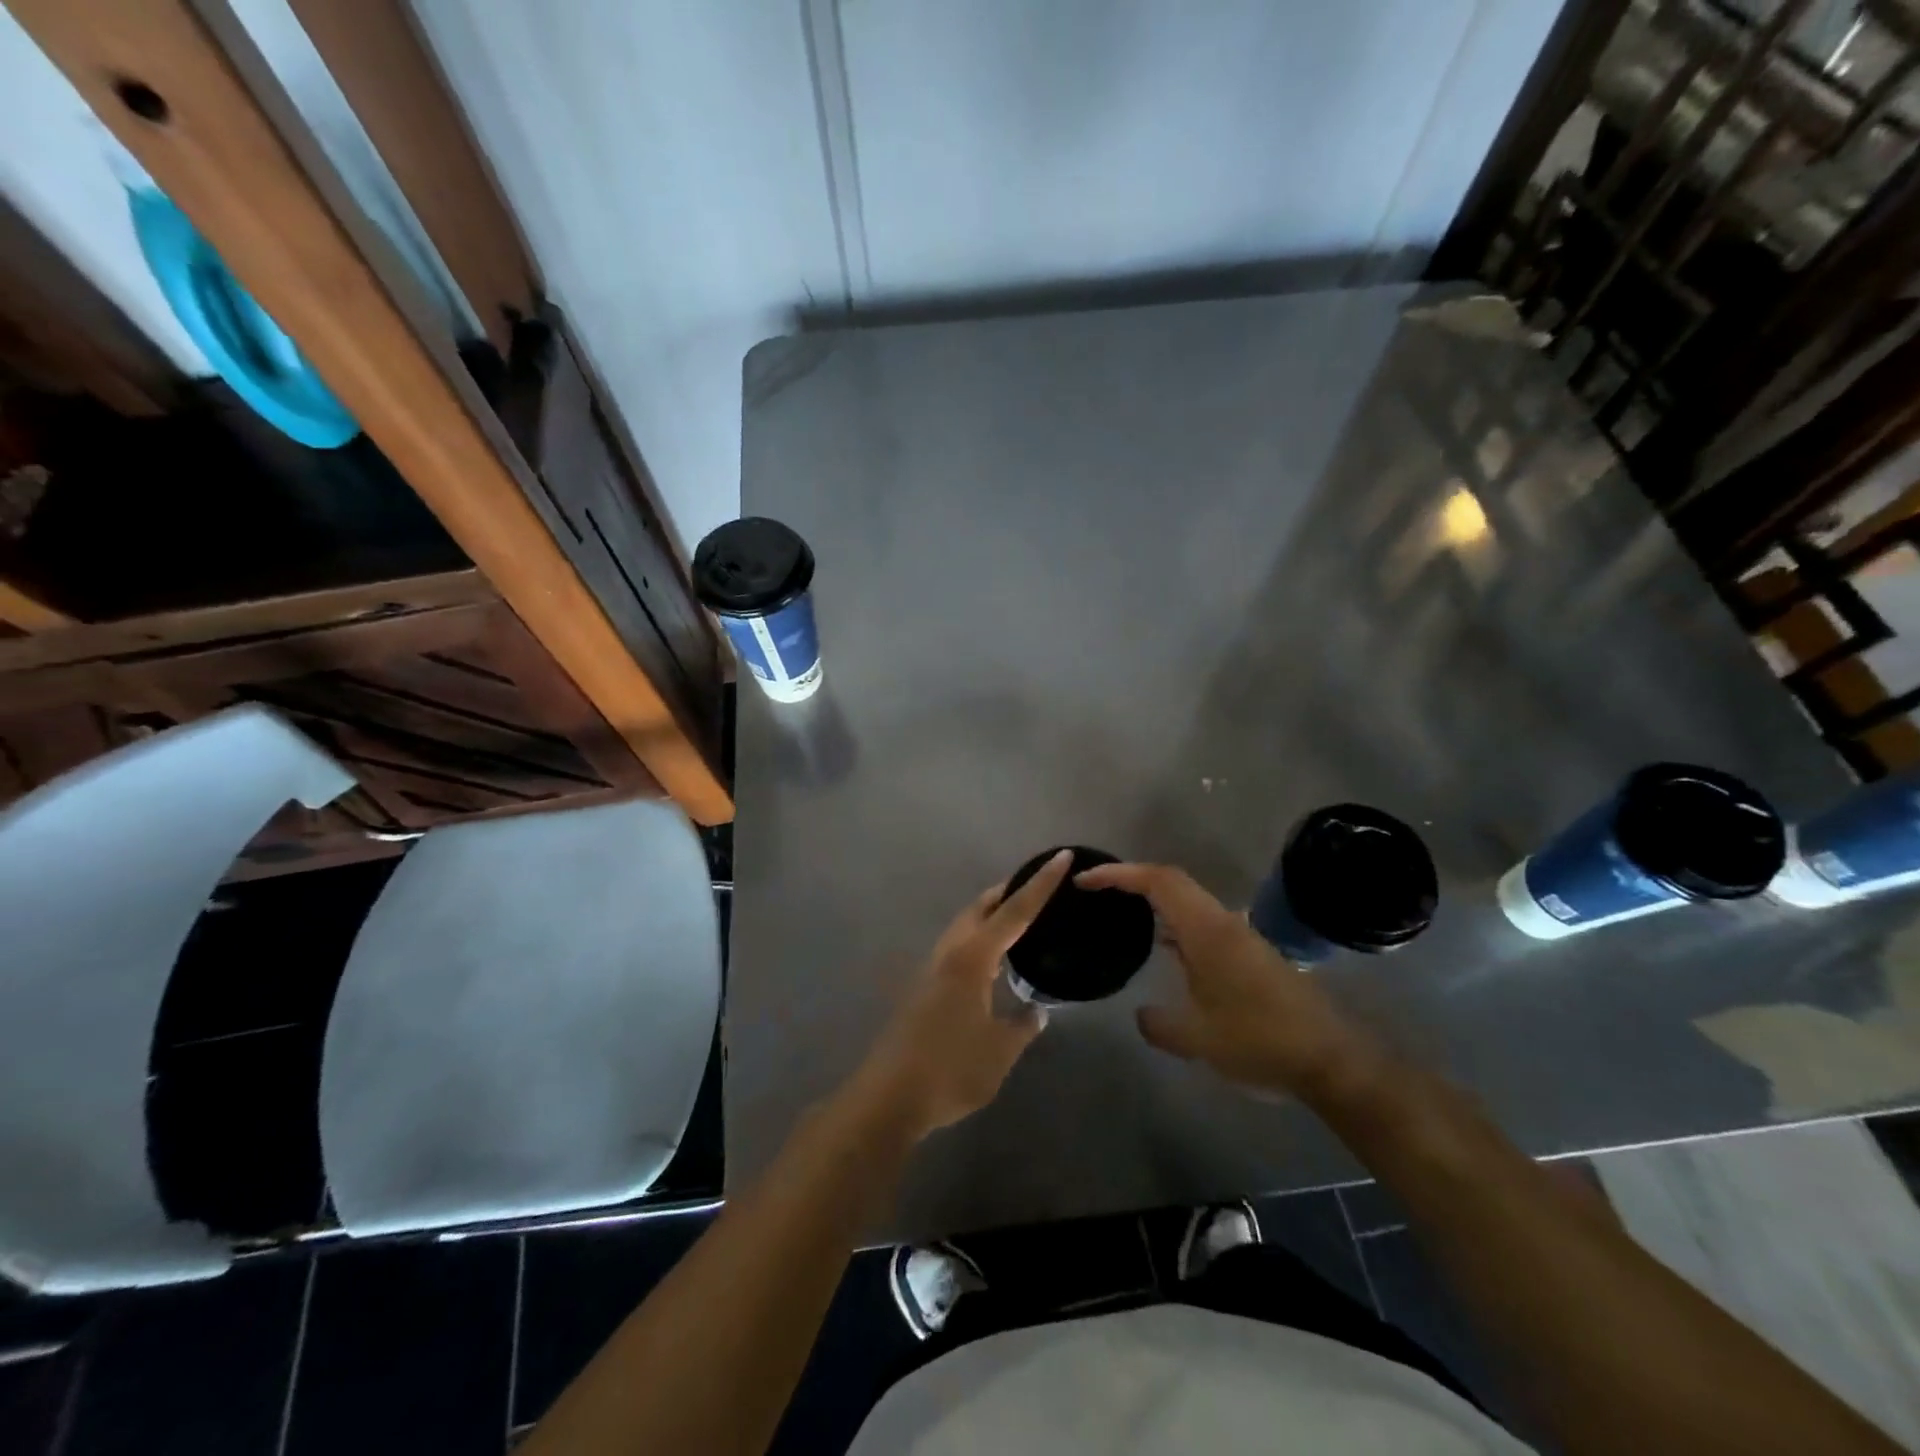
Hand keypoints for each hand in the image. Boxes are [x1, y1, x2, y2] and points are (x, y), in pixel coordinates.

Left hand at [846, 850, 1069, 1140]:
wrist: (889, 1096)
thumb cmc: (950, 1069)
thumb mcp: (999, 1051)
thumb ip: (1022, 1026)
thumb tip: (1037, 1011)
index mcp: (972, 958)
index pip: (1014, 912)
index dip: (1040, 885)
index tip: (1060, 857)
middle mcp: (950, 952)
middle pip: (981, 907)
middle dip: (1010, 891)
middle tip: (1040, 885)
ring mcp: (932, 968)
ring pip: (965, 925)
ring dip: (991, 914)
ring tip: (1019, 918)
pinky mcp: (923, 987)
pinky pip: (958, 946)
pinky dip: (980, 938)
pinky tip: (992, 962)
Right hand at [1076, 861, 1385, 1100]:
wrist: (1331, 1060)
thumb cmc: (1259, 1041)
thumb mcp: (1197, 1039)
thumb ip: (1159, 1024)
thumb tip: (1141, 1015)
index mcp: (1207, 930)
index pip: (1158, 881)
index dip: (1119, 874)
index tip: (1086, 880)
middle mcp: (1223, 923)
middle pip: (1172, 882)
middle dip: (1132, 880)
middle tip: (1098, 892)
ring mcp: (1240, 937)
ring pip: (1189, 903)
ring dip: (1156, 901)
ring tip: (1124, 916)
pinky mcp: (1250, 954)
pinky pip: (1202, 924)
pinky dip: (1175, 925)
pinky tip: (1166, 953)